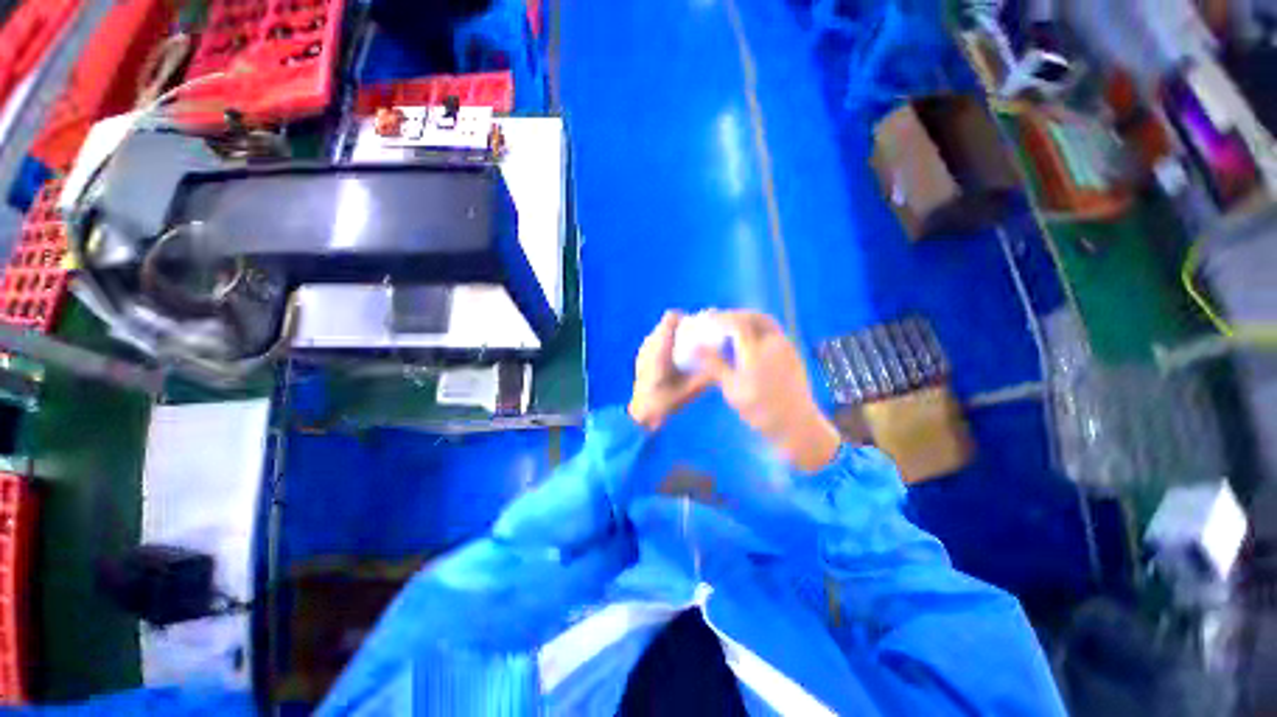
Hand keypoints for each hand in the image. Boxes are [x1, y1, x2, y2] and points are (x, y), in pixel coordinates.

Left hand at [628, 312, 715, 430]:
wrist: (641, 415)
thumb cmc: (664, 403)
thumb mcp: (689, 391)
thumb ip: (705, 376)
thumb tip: (724, 363)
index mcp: (659, 350)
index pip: (671, 318)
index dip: (688, 319)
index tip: (701, 328)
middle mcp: (649, 345)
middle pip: (668, 323)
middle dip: (685, 327)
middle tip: (700, 340)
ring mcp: (643, 349)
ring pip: (663, 331)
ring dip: (677, 335)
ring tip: (690, 348)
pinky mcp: (642, 356)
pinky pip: (657, 341)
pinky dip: (669, 343)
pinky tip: (678, 359)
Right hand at [698, 311, 840, 471]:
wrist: (796, 424)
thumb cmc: (760, 409)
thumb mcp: (731, 388)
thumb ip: (714, 364)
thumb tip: (695, 347)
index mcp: (756, 351)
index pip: (737, 324)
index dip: (720, 318)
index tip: (706, 318)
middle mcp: (774, 343)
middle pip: (755, 317)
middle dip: (737, 315)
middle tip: (722, 321)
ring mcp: (786, 347)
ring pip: (767, 323)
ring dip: (750, 320)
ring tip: (735, 329)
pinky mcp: (793, 354)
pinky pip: (775, 332)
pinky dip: (760, 330)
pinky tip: (750, 342)